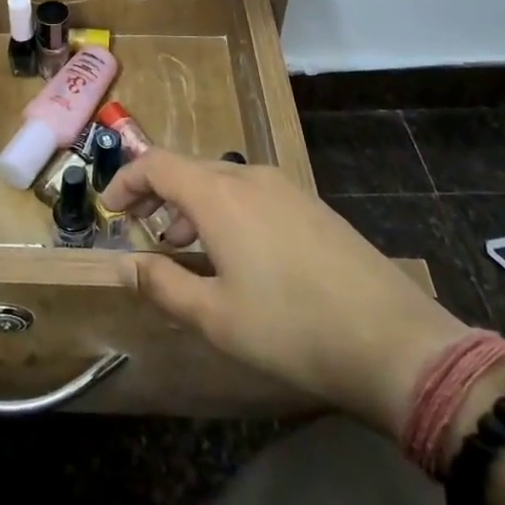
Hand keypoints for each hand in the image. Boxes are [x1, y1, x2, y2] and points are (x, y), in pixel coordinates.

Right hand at [102, 152, 470, 437]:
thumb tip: (128, 264)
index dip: (126, 180)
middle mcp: (250, 177)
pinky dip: (225, 209)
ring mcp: (286, 188)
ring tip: (185, 246)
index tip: (110, 209)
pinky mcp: (311, 205)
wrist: (393, 341)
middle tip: (143, 232)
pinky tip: (235, 252)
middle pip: (188, 169)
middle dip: (157, 194)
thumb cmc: (291, 328)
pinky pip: (252, 192)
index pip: (156, 164)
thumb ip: (163, 285)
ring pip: (221, 180)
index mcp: (219, 195)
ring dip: (192, 204)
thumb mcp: (215, 317)